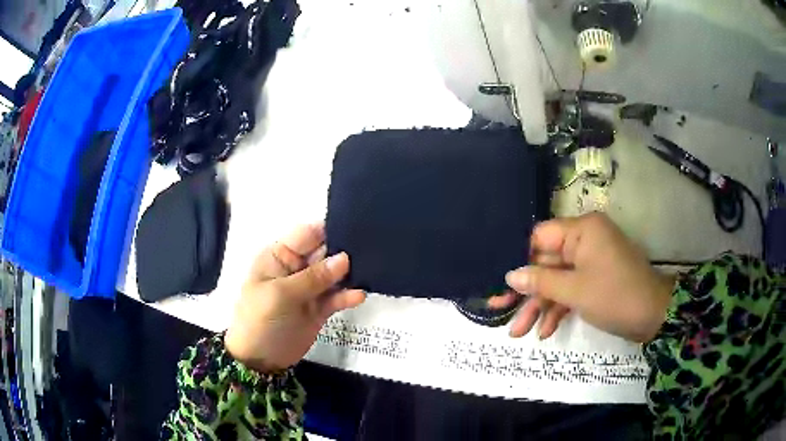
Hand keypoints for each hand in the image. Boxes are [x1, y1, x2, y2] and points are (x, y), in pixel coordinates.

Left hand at [225, 224, 364, 372]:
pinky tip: (359, 296)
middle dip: (344, 251)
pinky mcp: (319, 308)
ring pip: (334, 274)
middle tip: (371, 250)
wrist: (259, 360)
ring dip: (350, 273)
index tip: (355, 230)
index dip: (329, 230)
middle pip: (324, 252)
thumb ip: (313, 277)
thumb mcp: (281, 295)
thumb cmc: (259, 320)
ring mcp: (308, 289)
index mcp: (279, 256)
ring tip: (371, 271)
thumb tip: (345, 258)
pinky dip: (347, 296)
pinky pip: (336, 297)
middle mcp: (296, 268)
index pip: (306, 235)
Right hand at [498, 212, 674, 342]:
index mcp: (581, 231)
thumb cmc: (615, 296)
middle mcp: (584, 240)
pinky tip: (546, 331)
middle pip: (546, 263)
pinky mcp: (595, 280)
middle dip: (526, 292)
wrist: (653, 316)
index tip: (501, 283)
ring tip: (519, 333)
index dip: (520, 260)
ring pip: (557, 280)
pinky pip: (571, 290)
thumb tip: (510, 276)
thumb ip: (540, 282)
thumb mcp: (574, 291)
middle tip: (499, 311)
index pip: (540, 237)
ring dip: (540, 306)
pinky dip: (559, 309)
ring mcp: (590, 261)